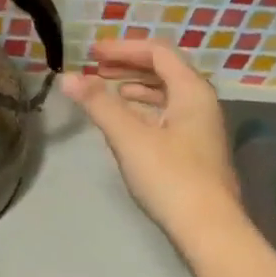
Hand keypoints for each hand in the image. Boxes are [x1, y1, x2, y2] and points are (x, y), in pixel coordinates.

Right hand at [61, 40, 240, 239]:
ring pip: (166, 94)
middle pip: (164, 70)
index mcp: (191, 91)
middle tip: (95, 68)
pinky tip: (125, 121)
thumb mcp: (129, 137)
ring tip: (105, 90)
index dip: (123, 48)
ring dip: (135, 87)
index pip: (158, 52)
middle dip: (128, 65)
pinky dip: (143, 109)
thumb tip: (68, 77)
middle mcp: (201, 102)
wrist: (208, 228)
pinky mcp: (194, 150)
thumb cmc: (170, 177)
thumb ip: (99, 104)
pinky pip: (167, 115)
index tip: (92, 53)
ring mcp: (200, 127)